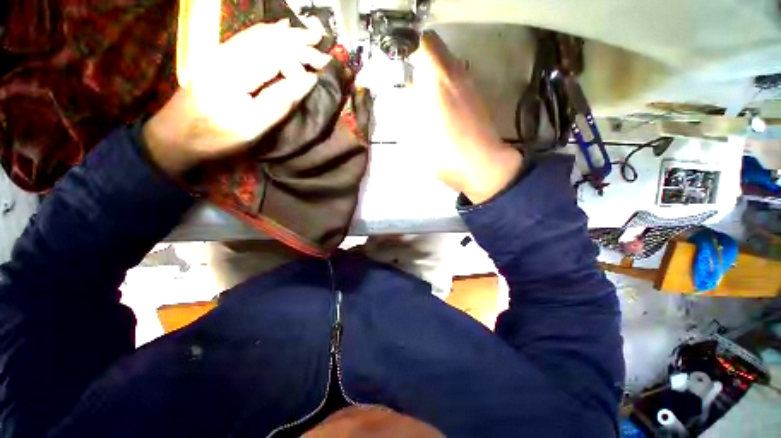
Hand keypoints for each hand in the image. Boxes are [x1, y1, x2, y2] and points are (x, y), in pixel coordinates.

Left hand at [143, 20, 331, 174]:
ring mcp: (220, 53)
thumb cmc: (216, 136)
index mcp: (236, 72)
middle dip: (298, 40)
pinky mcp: (218, 58)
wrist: (175, 135)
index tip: (324, 67)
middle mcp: (228, 54)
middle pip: (268, 38)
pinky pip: (248, 39)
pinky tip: (279, 29)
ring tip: (309, 33)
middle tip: (323, 44)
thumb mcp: (252, 127)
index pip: (276, 53)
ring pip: (258, 34)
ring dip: (286, 33)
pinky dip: (268, 33)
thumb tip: (309, 81)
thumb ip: (281, 102)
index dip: (302, 56)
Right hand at [409, 31, 522, 203]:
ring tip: (422, 98)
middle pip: (436, 51)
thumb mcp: (417, 136)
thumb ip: (410, 109)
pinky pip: (456, 79)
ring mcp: (470, 85)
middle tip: (408, 83)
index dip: (409, 47)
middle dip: (419, 62)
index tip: (399, 62)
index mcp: (439, 81)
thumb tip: (410, 91)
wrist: (482, 165)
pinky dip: (444, 85)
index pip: (425, 43)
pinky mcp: (476, 96)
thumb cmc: (446, 154)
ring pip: (446, 65)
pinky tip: (439, 108)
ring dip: (431, 74)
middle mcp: (457, 75)